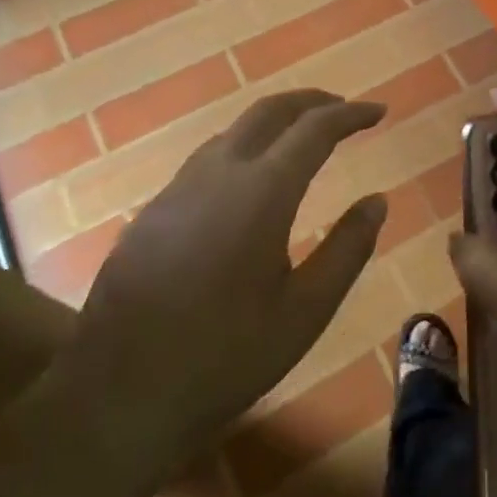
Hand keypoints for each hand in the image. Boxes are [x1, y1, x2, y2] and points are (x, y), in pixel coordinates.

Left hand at [57, 90, 387, 482]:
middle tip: (343, 110)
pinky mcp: (153, 212)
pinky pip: (207, 160)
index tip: (379, 111)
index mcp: (262, 192)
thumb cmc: (226, 357)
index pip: (314, 129)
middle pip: (268, 111)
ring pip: (233, 132)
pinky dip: (243, 150)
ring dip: (274, 123)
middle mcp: (218, 174)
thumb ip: (348, 249)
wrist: (117, 395)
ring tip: (303, 140)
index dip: (351, 114)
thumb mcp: (306, 311)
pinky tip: (250, 184)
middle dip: (311, 101)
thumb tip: (377, 201)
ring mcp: (177, 190)